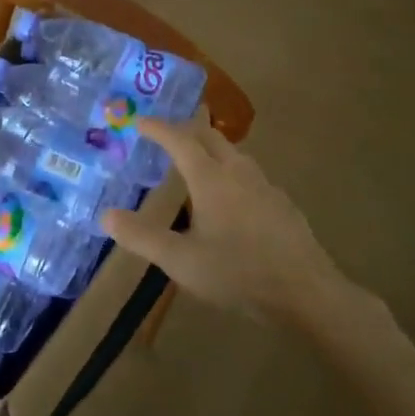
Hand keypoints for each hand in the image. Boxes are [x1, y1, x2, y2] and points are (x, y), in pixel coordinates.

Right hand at [100, 116, 342, 324]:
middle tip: (166, 132)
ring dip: (210, 148)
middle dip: (186, 129)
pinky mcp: (282, 205)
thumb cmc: (239, 273)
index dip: (158, 128)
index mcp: (211, 179)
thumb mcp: (181, 261)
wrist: (308, 294)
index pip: (179, 140)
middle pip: (210, 137)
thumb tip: (106, 215)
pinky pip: (250, 175)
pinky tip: (232, 197)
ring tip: (196, 161)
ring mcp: (265, 186)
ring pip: (234, 154)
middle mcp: (238, 173)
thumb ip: (142, 237)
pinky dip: (230, 171)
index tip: (139, 121)